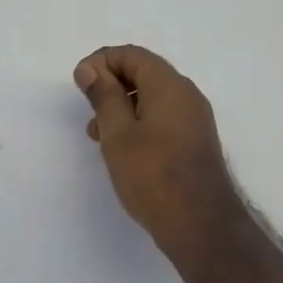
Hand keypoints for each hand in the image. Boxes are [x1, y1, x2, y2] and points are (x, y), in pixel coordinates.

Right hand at [74, 45, 246, 273]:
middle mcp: (186, 94)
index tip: (80, 84)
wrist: (202, 227)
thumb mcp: (117, 133)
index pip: (132, 55)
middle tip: (88, 110)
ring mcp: (194, 119)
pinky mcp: (195, 141)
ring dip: (122, 106)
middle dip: (110, 84)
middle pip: (143, 72)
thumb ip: (103, 96)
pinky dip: (138, 122)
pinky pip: (162, 117)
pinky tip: (122, 148)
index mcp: (169, 85)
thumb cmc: (154, 175)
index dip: (101, 62)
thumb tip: (90, 69)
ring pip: (151, 97)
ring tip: (99, 135)